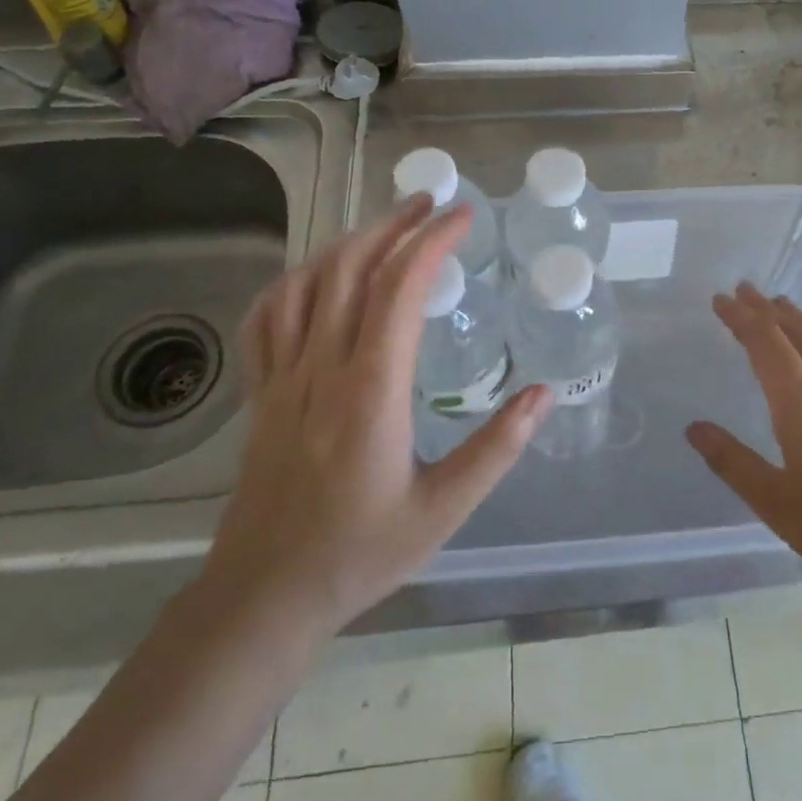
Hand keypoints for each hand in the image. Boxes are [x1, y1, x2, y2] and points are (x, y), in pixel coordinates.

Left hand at [203, 194, 550, 635]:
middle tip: (431, 203)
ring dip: (348, 243)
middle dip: (393, 225)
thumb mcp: (444, 509)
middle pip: (351, 270)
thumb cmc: (360, 553)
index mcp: (370, 392)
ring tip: (385, 227)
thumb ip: (497, 449)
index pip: (399, 290)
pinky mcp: (260, 395)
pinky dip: (294, 282)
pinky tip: (316, 276)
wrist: (264, 597)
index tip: (463, 218)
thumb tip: (542, 393)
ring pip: (306, 284)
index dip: (432, 242)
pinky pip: (267, 319)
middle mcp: (322, 370)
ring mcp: (282, 379)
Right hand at [687, 285, 801, 618]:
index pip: (764, 342)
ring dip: (801, 319)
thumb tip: (694, 428)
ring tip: (784, 306)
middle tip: (746, 290)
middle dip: (767, 309)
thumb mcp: (775, 502)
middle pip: (795, 332)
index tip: (722, 299)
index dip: (741, 317)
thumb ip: (732, 462)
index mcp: (800, 400)